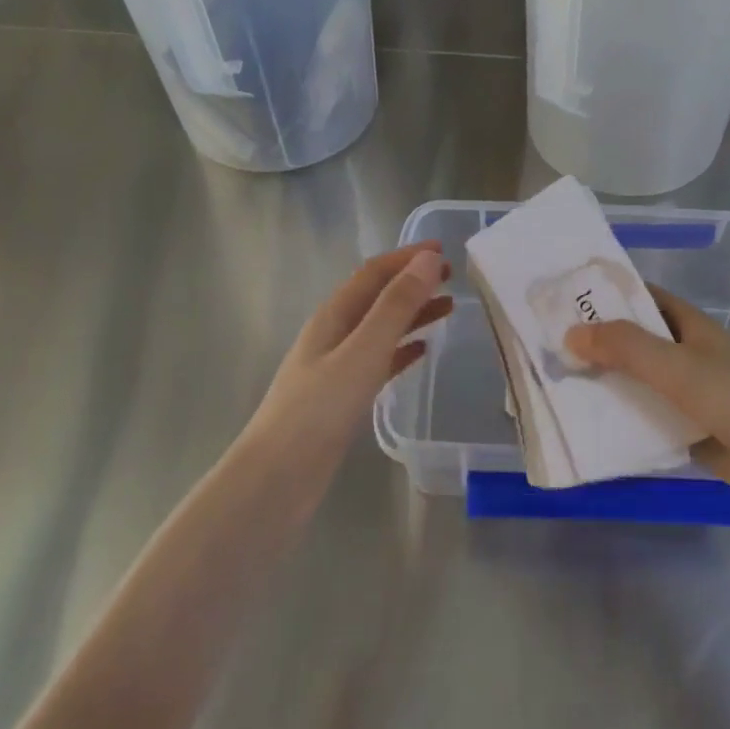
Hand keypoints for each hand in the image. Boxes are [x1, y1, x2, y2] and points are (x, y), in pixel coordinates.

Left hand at [244, 244, 452, 467]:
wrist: (276, 479)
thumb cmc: (319, 411)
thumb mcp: (363, 351)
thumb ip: (396, 306)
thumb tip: (428, 260)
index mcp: (334, 316)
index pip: (374, 273)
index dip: (407, 257)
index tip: (444, 249)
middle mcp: (334, 334)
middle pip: (378, 297)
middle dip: (413, 282)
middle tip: (453, 277)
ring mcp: (336, 366)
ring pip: (381, 328)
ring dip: (412, 313)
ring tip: (447, 308)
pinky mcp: (342, 397)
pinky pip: (379, 361)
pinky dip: (402, 349)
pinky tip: (421, 352)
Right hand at [564, 286, 729, 525]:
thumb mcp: (678, 367)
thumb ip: (626, 348)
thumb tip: (570, 334)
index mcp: (691, 328)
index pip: (644, 299)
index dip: (608, 295)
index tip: (565, 299)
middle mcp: (688, 356)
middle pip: (636, 343)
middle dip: (597, 343)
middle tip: (547, 347)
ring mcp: (689, 397)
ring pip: (638, 384)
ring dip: (606, 384)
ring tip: (556, 385)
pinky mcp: (690, 433)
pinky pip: (647, 421)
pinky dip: (622, 422)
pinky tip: (587, 428)